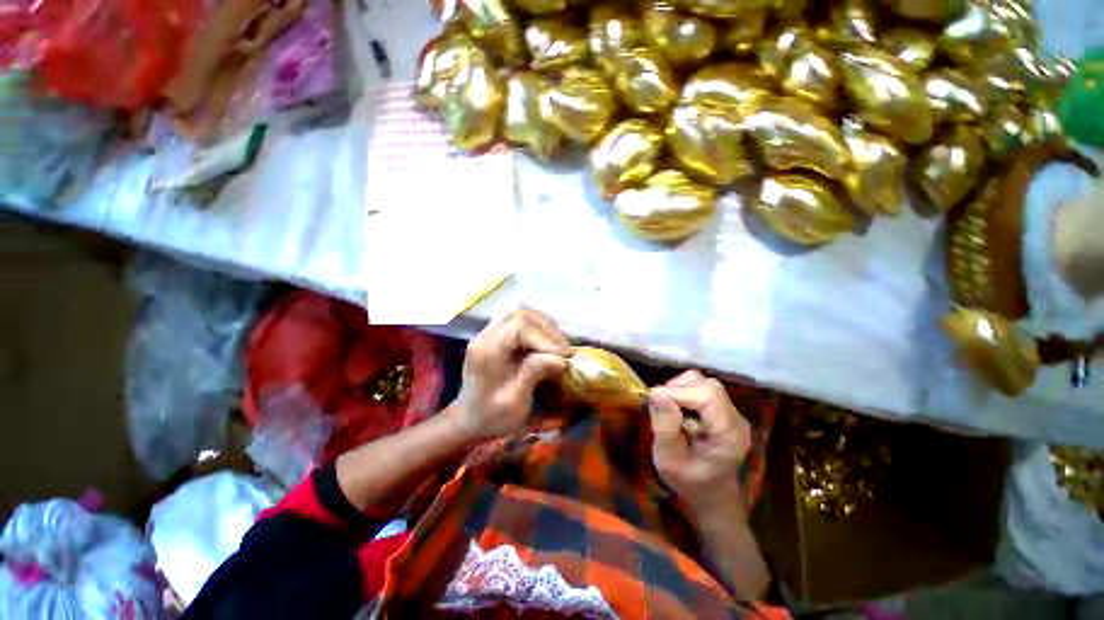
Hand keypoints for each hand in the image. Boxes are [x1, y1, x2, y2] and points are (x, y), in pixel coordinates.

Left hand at [448, 308, 570, 442]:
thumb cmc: (492, 416)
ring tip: (557, 345)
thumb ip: (534, 374)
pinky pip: (518, 321)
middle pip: (520, 314)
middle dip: (546, 328)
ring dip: (543, 325)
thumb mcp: (515, 401)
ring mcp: (488, 333)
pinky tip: (546, 342)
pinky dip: (536, 328)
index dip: (544, 337)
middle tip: (562, 348)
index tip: (561, 355)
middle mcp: (485, 336)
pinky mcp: (494, 336)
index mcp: (487, 351)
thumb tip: (559, 358)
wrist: (469, 420)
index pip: (519, 326)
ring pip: (520, 313)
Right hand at [649, 371, 751, 513]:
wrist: (711, 496)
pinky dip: (684, 391)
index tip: (656, 402)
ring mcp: (733, 413)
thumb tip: (656, 392)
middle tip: (661, 408)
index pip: (708, 394)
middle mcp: (736, 418)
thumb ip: (665, 426)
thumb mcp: (669, 460)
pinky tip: (678, 410)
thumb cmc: (689, 483)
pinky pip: (702, 388)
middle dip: (677, 389)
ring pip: (703, 382)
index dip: (678, 392)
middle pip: (707, 385)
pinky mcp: (724, 409)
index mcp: (728, 433)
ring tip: (669, 409)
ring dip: (680, 389)